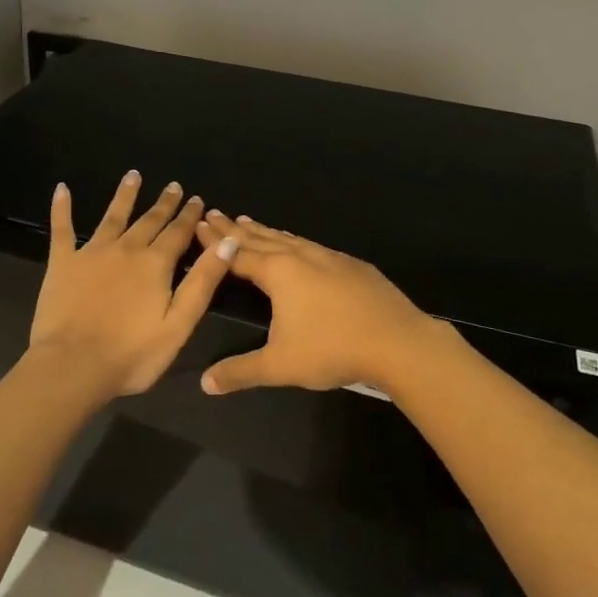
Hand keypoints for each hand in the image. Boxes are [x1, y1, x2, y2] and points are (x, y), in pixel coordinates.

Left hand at [29, 171, 237, 395]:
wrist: (73, 366)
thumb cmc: (132, 354)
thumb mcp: (179, 323)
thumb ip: (203, 281)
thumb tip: (227, 242)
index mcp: (156, 264)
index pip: (178, 233)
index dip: (190, 216)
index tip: (198, 199)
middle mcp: (126, 249)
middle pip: (149, 221)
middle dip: (164, 204)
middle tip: (173, 186)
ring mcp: (91, 253)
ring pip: (112, 216)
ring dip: (124, 196)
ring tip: (133, 176)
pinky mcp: (62, 263)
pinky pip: (62, 229)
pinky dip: (62, 208)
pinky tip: (62, 189)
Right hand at [193, 211, 445, 395]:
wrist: (397, 342)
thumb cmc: (332, 349)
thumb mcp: (279, 366)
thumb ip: (240, 371)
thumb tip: (205, 383)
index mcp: (279, 273)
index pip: (238, 253)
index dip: (216, 242)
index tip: (199, 224)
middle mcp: (301, 257)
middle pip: (261, 239)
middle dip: (236, 228)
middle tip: (215, 213)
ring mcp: (330, 258)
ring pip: (289, 239)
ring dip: (266, 232)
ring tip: (251, 222)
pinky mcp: (353, 266)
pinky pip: (313, 246)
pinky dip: (295, 241)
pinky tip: (300, 247)